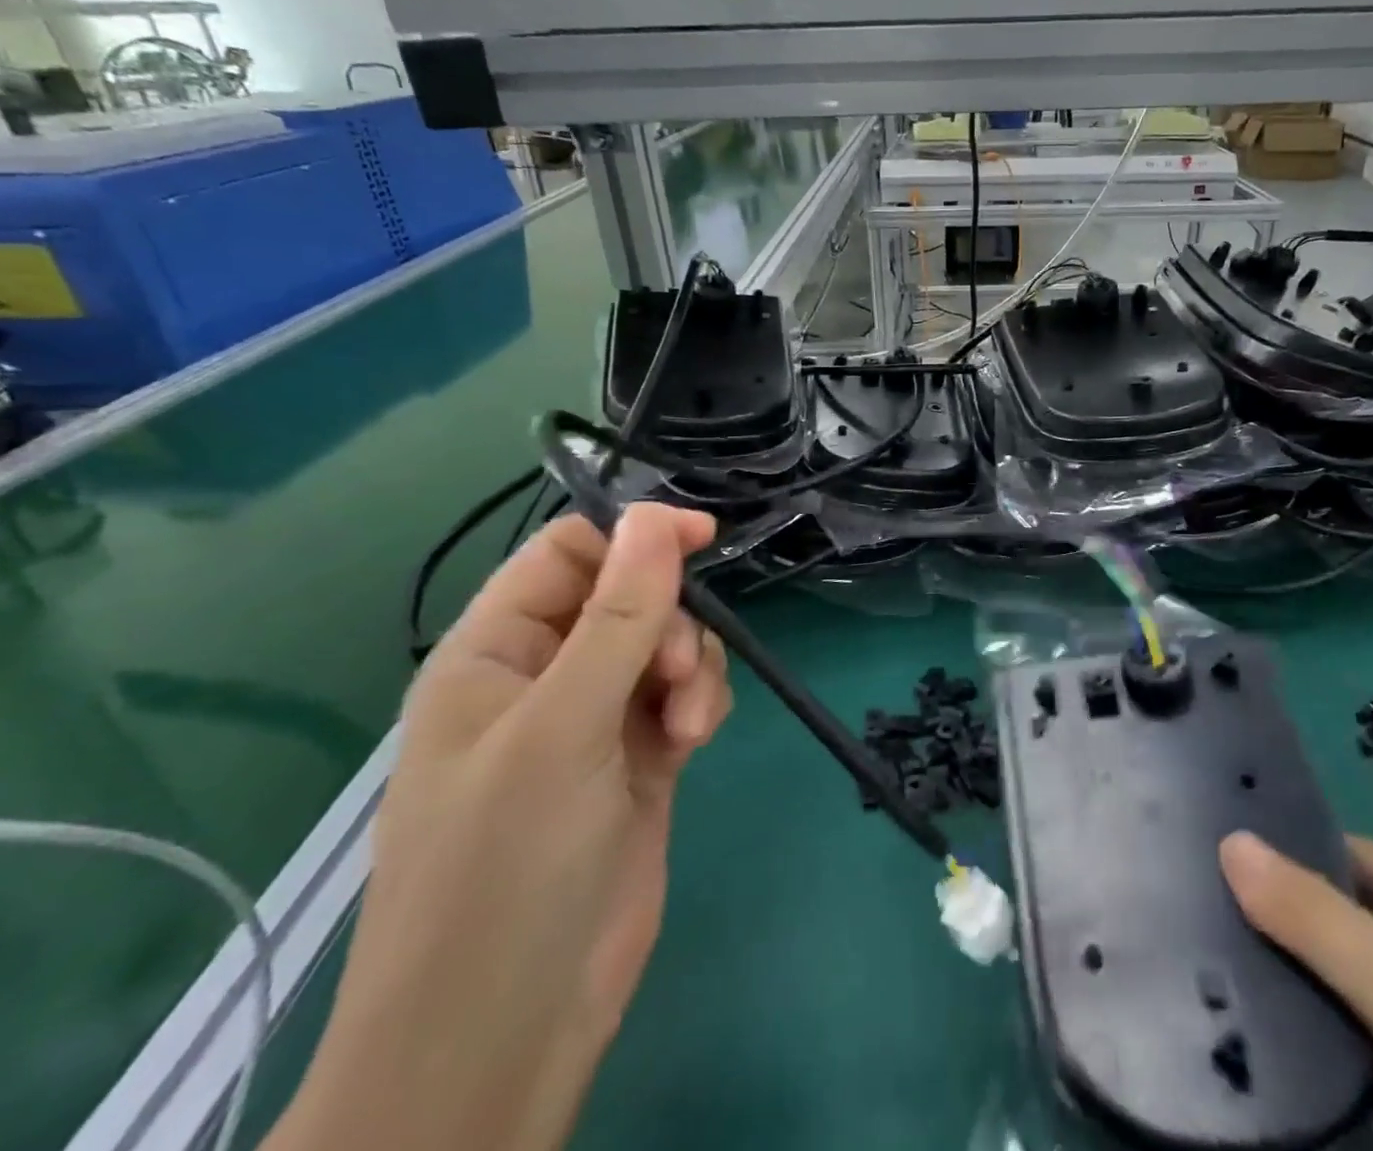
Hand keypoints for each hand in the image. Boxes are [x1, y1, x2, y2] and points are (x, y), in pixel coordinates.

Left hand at [270, 506, 730, 1150]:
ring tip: (688, 723)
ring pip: (665, 645)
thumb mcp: (563, 727)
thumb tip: (658, 516)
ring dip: (690, 667)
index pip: (568, 554)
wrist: (509, 1030)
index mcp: (495, 652)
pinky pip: (682, 693)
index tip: (702, 538)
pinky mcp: (638, 757)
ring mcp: (594, 720)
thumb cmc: (507, 867)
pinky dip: (698, 702)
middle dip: (667, 623)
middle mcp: (544, 676)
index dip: (633, 536)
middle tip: (671, 675)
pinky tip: (695, 740)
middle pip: (629, 597)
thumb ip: (618, 616)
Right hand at [1220, 832, 1372, 1150]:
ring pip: (1371, 970)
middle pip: (1355, 906)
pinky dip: (1351, 1027)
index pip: (1344, 847)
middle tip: (1219, 921)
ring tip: (1242, 977)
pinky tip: (1309, 1047)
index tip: (1223, 862)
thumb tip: (1228, 839)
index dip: (1287, 848)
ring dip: (1319, 973)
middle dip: (1294, 913)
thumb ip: (1312, 916)